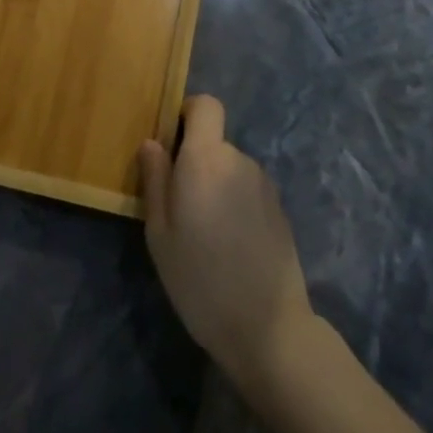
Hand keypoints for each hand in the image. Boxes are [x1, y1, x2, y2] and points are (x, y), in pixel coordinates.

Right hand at [138, 94, 314, 390]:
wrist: (267, 327)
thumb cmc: (199, 278)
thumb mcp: (160, 233)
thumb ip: (155, 179)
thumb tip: (152, 143)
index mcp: (206, 158)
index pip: (205, 105)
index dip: (187, 114)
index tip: (171, 144)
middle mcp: (239, 159)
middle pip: (214, 142)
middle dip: (195, 163)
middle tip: (179, 208)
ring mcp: (264, 184)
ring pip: (230, 169)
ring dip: (216, 186)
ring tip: (205, 234)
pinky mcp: (280, 208)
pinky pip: (247, 191)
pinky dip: (235, 205)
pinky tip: (230, 246)